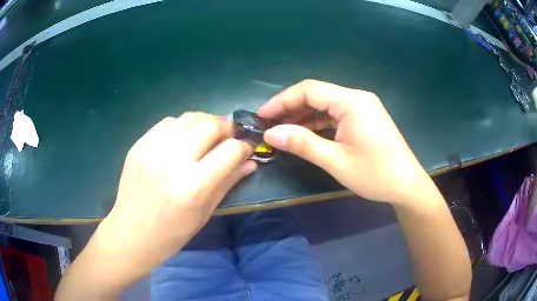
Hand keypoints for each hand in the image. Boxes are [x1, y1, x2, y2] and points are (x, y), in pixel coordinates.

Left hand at [62, 113, 254, 295]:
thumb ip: (228, 182)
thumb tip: (250, 161)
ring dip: (205, 123)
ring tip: (206, 137)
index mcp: (194, 186)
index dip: (244, 146)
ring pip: (189, 117)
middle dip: (226, 128)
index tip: (246, 149)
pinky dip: (182, 126)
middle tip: (227, 139)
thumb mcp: (205, 213)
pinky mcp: (139, 144)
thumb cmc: (172, 233)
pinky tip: (182, 140)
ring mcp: (152, 149)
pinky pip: (168, 122)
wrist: (132, 234)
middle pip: (210, 124)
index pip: (230, 150)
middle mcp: (173, 161)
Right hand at [259, 79, 430, 204]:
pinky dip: (318, 122)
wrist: (407, 185)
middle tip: (269, 124)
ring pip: (325, 104)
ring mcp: (362, 107)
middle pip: (316, 94)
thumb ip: (303, 144)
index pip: (309, 90)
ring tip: (281, 130)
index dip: (282, 100)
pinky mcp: (364, 118)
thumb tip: (270, 134)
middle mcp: (357, 98)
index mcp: (352, 102)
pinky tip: (304, 133)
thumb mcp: (336, 161)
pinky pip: (335, 114)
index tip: (262, 115)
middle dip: (290, 107)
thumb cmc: (375, 175)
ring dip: (303, 115)